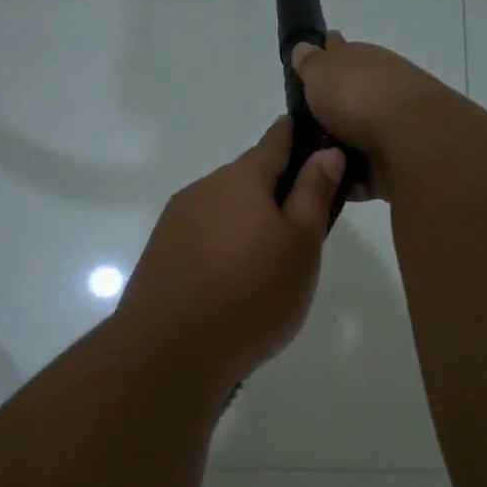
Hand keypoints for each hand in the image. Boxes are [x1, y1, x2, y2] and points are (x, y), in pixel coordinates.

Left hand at [117, 119, 343, 380]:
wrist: (172, 349)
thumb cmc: (253, 293)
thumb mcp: (300, 244)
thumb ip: (313, 193)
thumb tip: (326, 151)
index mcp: (241, 178)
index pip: (276, 140)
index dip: (299, 137)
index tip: (319, 142)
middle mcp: (204, 188)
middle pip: (247, 178)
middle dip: (274, 191)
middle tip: (302, 228)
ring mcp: (176, 220)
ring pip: (223, 209)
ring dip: (246, 222)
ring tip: (267, 264)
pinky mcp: (160, 252)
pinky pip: (202, 237)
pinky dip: (221, 246)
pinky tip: (231, 281)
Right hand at [289, 33, 460, 200]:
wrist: (409, 140)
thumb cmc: (358, 97)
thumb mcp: (321, 72)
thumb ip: (310, 63)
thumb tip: (304, 47)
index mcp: (364, 60)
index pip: (340, 51)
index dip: (323, 56)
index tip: (302, 71)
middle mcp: (382, 89)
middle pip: (349, 98)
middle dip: (327, 111)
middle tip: (295, 130)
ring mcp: (393, 126)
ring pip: (356, 136)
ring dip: (336, 148)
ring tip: (303, 163)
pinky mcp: (397, 163)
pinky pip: (364, 172)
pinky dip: (348, 179)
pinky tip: (325, 186)